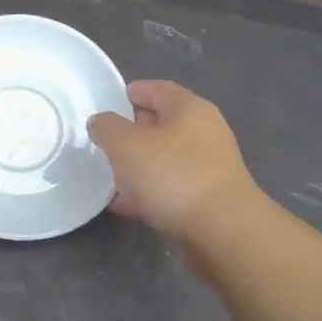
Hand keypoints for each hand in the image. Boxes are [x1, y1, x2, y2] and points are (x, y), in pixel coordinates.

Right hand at [87, 81, 257, 242]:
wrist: (221, 231)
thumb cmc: (173, 175)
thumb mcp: (126, 145)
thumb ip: (107, 128)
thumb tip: (100, 122)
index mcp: (189, 109)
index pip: (156, 89)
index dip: (130, 92)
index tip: (106, 103)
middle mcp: (204, 133)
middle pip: (161, 124)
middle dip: (131, 131)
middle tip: (102, 141)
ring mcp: (208, 168)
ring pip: (164, 159)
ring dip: (138, 165)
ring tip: (108, 174)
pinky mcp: (206, 199)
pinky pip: (169, 188)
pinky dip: (147, 192)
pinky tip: (123, 204)